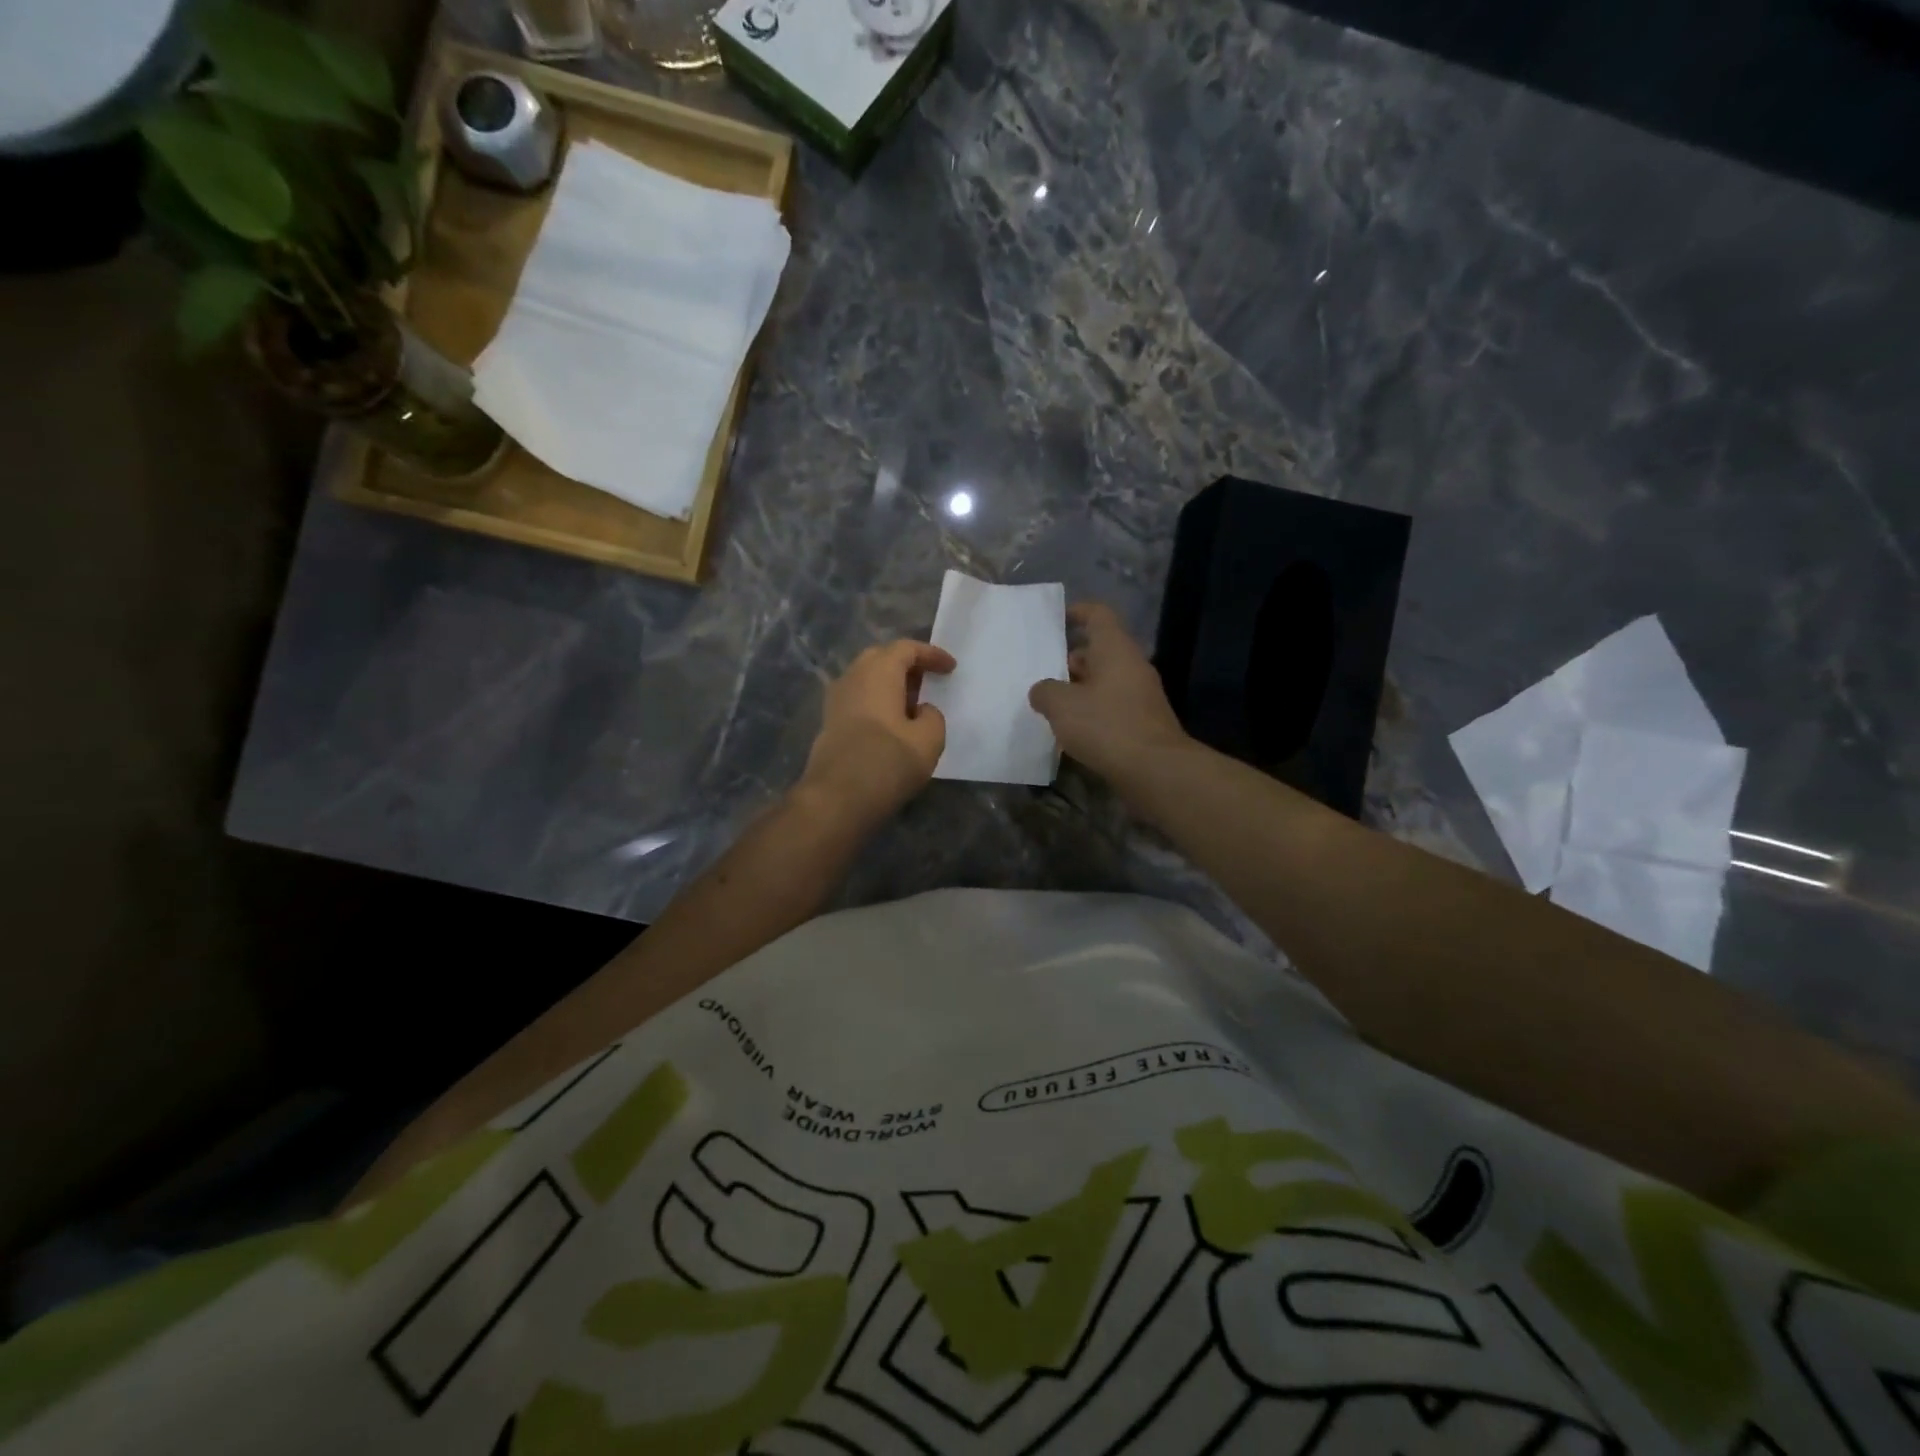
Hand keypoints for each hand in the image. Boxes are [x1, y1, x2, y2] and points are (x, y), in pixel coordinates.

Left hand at [800, 639, 956, 828]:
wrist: (836, 800)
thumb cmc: (887, 763)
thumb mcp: (929, 740)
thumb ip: (932, 717)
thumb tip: (920, 712)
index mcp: (878, 672)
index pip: (906, 649)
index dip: (931, 654)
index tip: (951, 668)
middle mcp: (852, 678)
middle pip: (881, 659)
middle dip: (907, 666)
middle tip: (929, 682)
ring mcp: (836, 701)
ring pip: (866, 680)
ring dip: (890, 686)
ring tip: (912, 706)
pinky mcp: (829, 724)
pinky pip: (858, 700)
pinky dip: (877, 703)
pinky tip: (891, 726)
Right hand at [1028, 602, 1190, 788]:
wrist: (1155, 770)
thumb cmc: (1106, 726)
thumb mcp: (1062, 705)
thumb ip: (1045, 691)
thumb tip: (1042, 691)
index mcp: (1115, 649)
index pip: (1098, 615)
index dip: (1076, 612)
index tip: (1055, 620)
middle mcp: (1131, 666)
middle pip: (1099, 650)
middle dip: (1069, 659)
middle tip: (1041, 672)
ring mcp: (1140, 696)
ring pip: (1104, 681)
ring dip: (1078, 689)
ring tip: (1049, 704)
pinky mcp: (1142, 723)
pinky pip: (1111, 706)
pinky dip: (1090, 712)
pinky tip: (1070, 730)